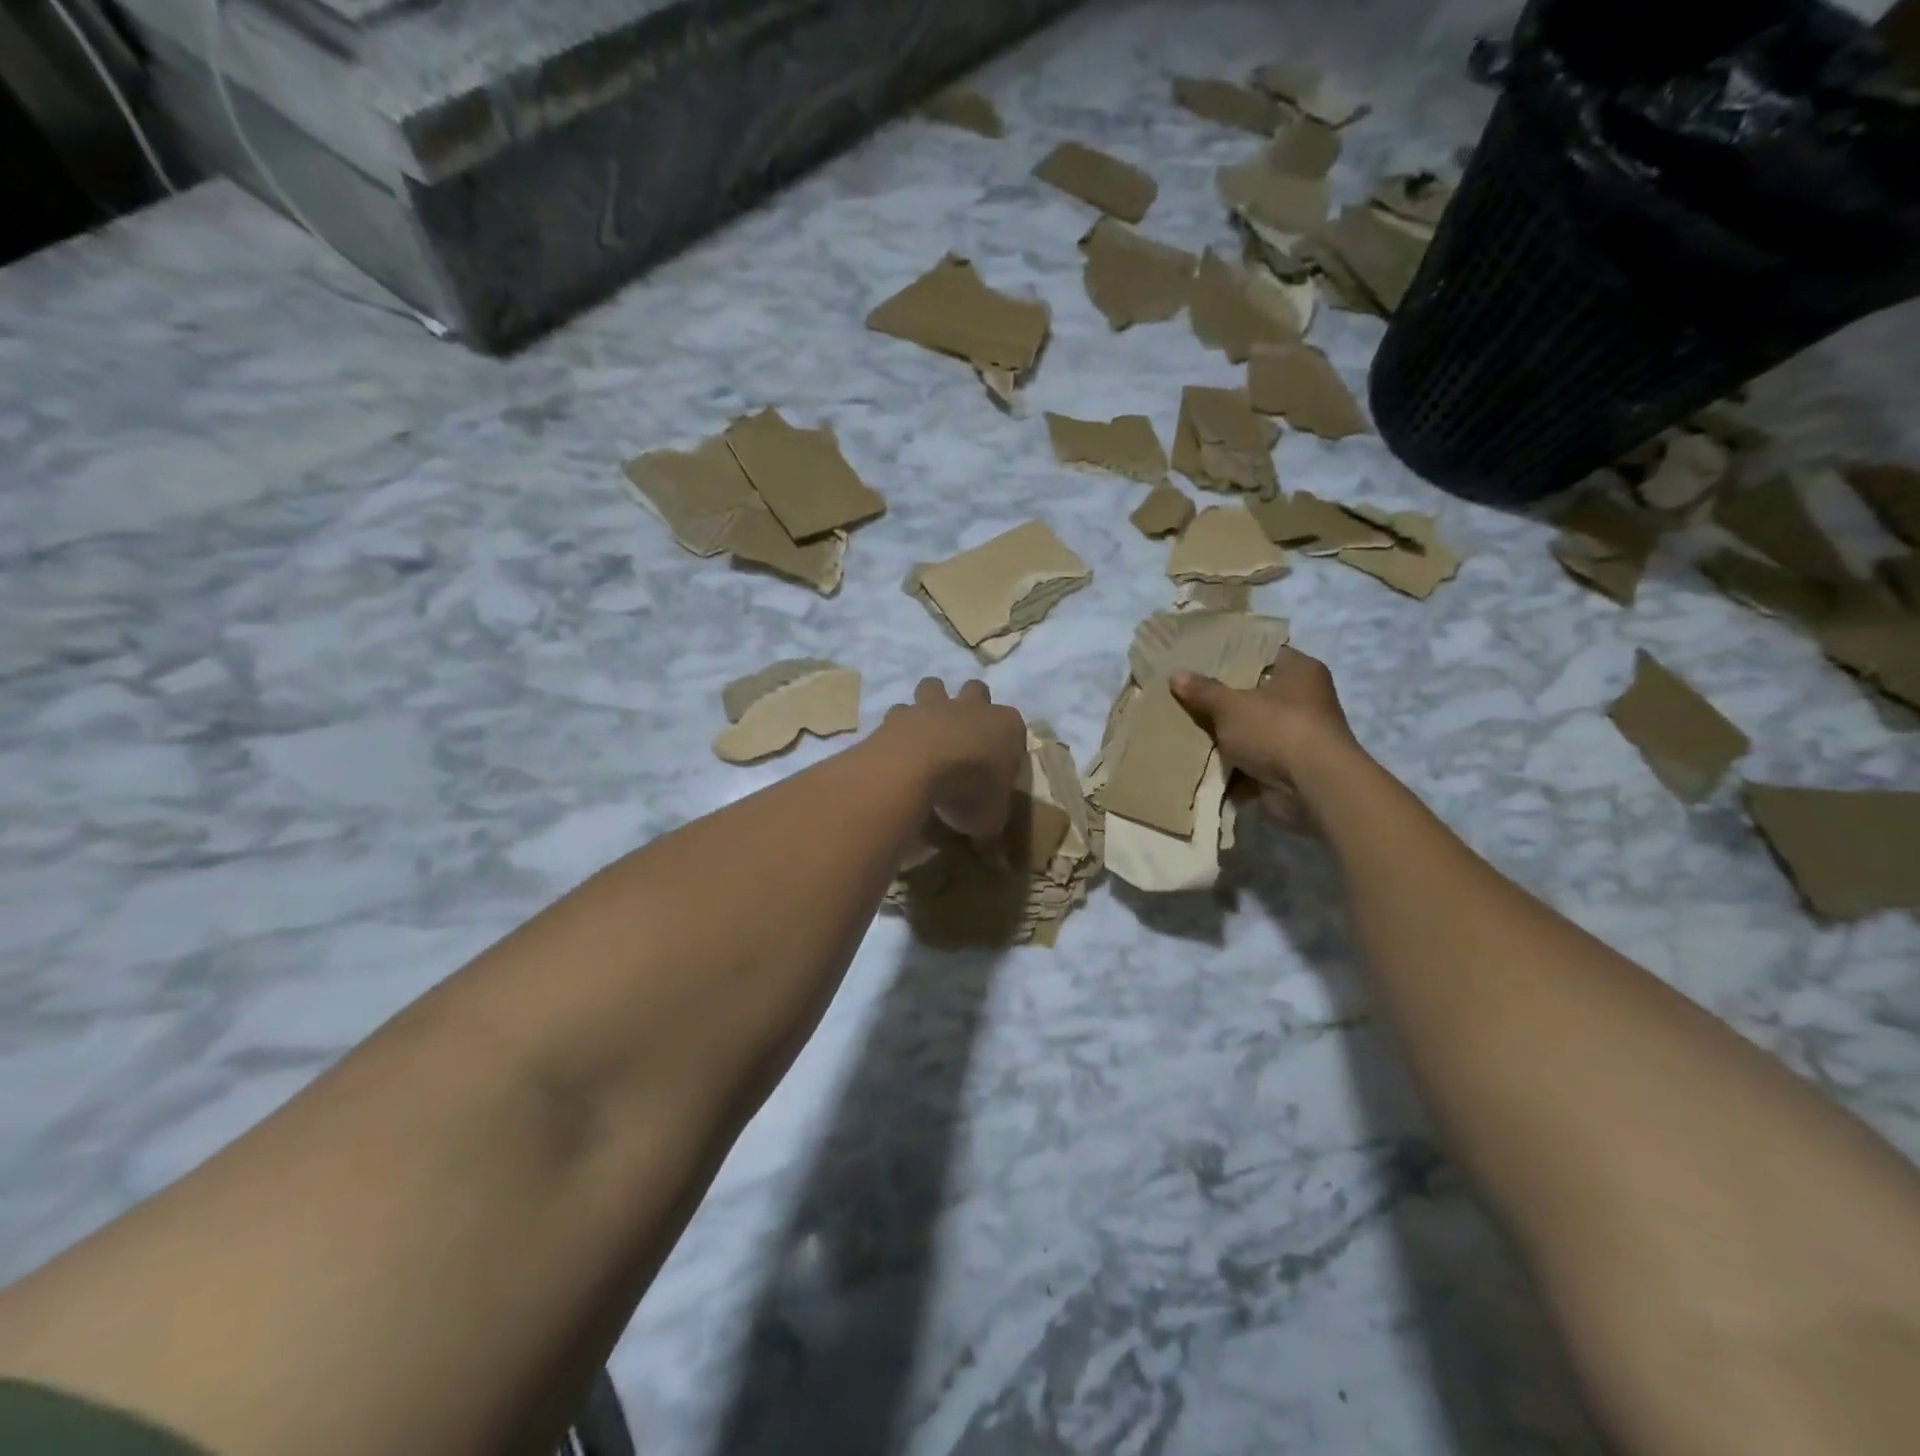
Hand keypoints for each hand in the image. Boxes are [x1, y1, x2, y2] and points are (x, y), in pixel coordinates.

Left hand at [878, 678, 1026, 842]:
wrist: (918, 767)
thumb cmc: (969, 790)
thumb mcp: (989, 821)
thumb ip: (991, 833)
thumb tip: (996, 860)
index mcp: (1006, 726)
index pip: (1015, 727)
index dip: (1007, 744)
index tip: (998, 767)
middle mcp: (972, 707)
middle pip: (976, 691)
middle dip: (971, 706)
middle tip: (964, 737)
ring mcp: (934, 705)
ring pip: (934, 686)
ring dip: (931, 703)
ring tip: (927, 733)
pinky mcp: (901, 713)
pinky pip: (900, 713)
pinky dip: (899, 727)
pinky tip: (897, 748)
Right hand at [1170, 647, 1361, 832]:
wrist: (1312, 789)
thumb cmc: (1277, 730)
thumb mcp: (1231, 706)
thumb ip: (1203, 691)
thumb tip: (1176, 675)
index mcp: (1299, 671)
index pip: (1262, 653)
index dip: (1232, 655)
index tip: (1199, 658)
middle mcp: (1303, 699)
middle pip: (1254, 692)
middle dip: (1222, 697)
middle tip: (1184, 692)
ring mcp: (1296, 734)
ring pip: (1250, 727)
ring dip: (1225, 733)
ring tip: (1183, 725)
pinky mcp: (1288, 766)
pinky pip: (1251, 757)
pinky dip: (1231, 761)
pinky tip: (1198, 757)